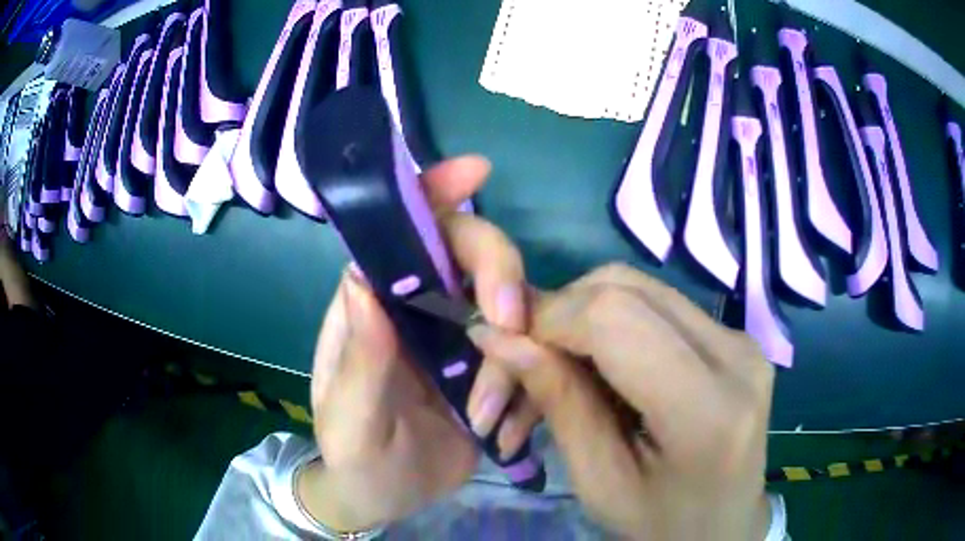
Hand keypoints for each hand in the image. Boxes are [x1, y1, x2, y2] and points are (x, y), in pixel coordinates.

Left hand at [297, 156, 540, 531]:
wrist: (384, 496)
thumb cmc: (353, 453)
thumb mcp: (348, 418)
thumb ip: (358, 360)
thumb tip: (362, 281)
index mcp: (374, 306)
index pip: (401, 232)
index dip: (435, 192)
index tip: (476, 172)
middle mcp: (421, 310)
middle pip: (472, 257)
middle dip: (499, 278)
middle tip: (510, 328)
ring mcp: (462, 341)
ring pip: (512, 310)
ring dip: (515, 356)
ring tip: (486, 420)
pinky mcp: (493, 374)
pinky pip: (529, 358)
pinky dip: (527, 390)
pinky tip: (504, 433)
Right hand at [468, 264, 774, 539]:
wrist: (727, 525)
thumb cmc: (662, 524)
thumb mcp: (600, 482)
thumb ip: (559, 403)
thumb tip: (498, 336)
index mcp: (707, 409)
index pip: (614, 318)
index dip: (548, 318)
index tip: (504, 348)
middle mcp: (735, 354)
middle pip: (624, 288)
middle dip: (558, 315)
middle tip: (523, 365)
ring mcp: (740, 338)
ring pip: (637, 288)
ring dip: (580, 319)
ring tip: (553, 372)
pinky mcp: (733, 336)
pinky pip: (656, 307)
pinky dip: (610, 327)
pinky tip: (595, 369)